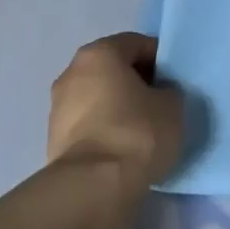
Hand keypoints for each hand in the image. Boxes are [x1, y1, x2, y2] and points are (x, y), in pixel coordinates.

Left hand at [48, 33, 183, 187]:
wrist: (93, 185)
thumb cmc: (137, 133)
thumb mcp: (172, 106)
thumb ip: (168, 90)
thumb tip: (158, 94)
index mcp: (99, 54)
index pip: (136, 43)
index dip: (160, 58)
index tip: (175, 79)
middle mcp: (72, 72)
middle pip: (112, 68)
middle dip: (136, 81)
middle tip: (161, 102)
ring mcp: (58, 105)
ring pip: (98, 96)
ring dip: (118, 105)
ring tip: (143, 128)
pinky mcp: (54, 137)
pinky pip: (88, 122)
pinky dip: (105, 127)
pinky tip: (123, 146)